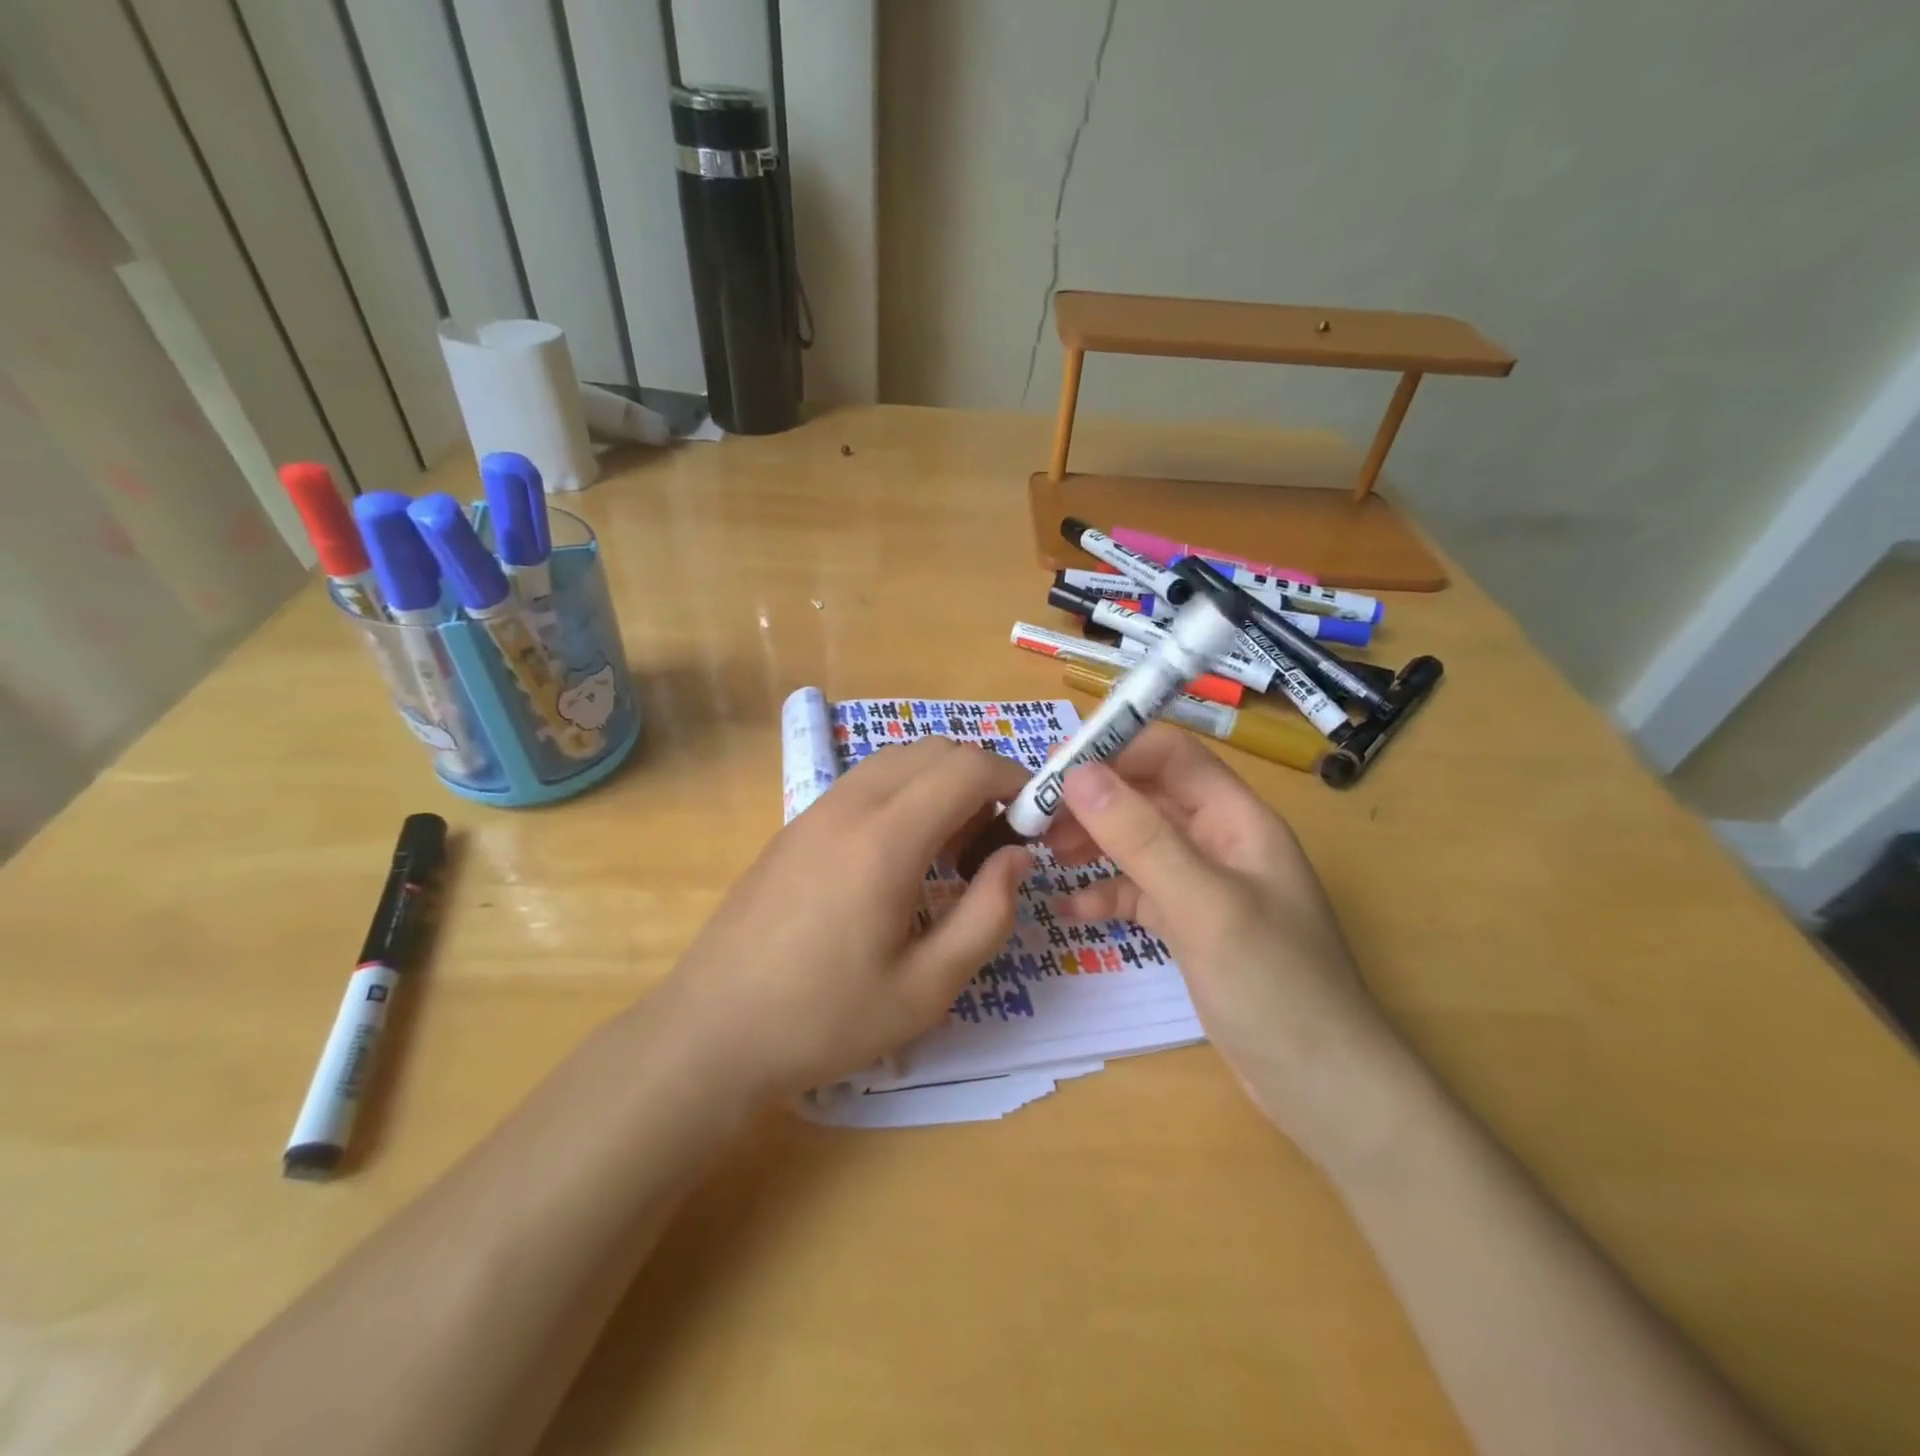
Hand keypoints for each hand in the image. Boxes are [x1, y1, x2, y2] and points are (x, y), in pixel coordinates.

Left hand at [656, 738, 1033, 1099]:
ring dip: (938, 783)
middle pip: (932, 750)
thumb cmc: (824, 1020)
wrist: (710, 1031)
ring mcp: (814, 811)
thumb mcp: (926, 988)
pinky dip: (902, 794)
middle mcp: (848, 806)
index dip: (1013, 779)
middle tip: (994, 839)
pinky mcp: (794, 827)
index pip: (966, 768)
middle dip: (979, 777)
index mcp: (885, 840)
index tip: (1035, 817)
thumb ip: (986, 915)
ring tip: (950, 850)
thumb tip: (1016, 857)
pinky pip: (864, 783)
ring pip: (896, 760)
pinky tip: (899, 858)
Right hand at [1047, 725, 1404, 1163]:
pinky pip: (1140, 892)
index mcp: (1238, 819)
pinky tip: (1071, 910)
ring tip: (1046, 856)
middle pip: (1149, 796)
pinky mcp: (1193, 926)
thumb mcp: (1203, 905)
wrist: (1325, 1090)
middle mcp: (1222, 841)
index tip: (1055, 770)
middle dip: (1095, 801)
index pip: (1172, 756)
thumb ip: (1142, 837)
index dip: (1115, 751)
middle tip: (1037, 819)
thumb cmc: (1274, 987)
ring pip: (1140, 843)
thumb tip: (1078, 774)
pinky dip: (1106, 894)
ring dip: (1094, 843)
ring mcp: (1207, 886)